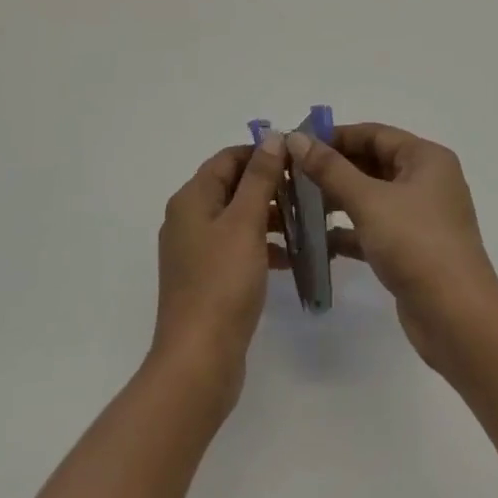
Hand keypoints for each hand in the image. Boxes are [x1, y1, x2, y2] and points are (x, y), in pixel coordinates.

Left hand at [149, 136, 285, 416]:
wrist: (199, 360)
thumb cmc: (222, 283)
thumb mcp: (245, 223)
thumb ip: (259, 178)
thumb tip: (271, 137)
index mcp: (191, 199)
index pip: (228, 158)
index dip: (261, 153)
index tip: (299, 158)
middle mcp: (188, 218)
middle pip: (232, 186)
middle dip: (270, 185)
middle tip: (309, 190)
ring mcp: (196, 251)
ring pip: (238, 218)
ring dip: (270, 216)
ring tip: (307, 222)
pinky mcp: (208, 279)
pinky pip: (238, 248)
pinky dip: (263, 246)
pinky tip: (292, 258)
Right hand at [285, 123, 497, 368]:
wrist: (456, 317)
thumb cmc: (416, 244)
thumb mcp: (368, 201)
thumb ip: (330, 169)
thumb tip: (295, 138)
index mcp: (426, 158)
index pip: (374, 134)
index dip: (336, 136)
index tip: (298, 144)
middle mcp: (427, 181)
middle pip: (373, 163)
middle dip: (334, 168)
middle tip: (292, 174)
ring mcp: (421, 217)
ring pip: (372, 196)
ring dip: (338, 199)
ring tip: (298, 203)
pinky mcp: (413, 248)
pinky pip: (375, 227)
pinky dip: (350, 230)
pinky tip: (318, 239)